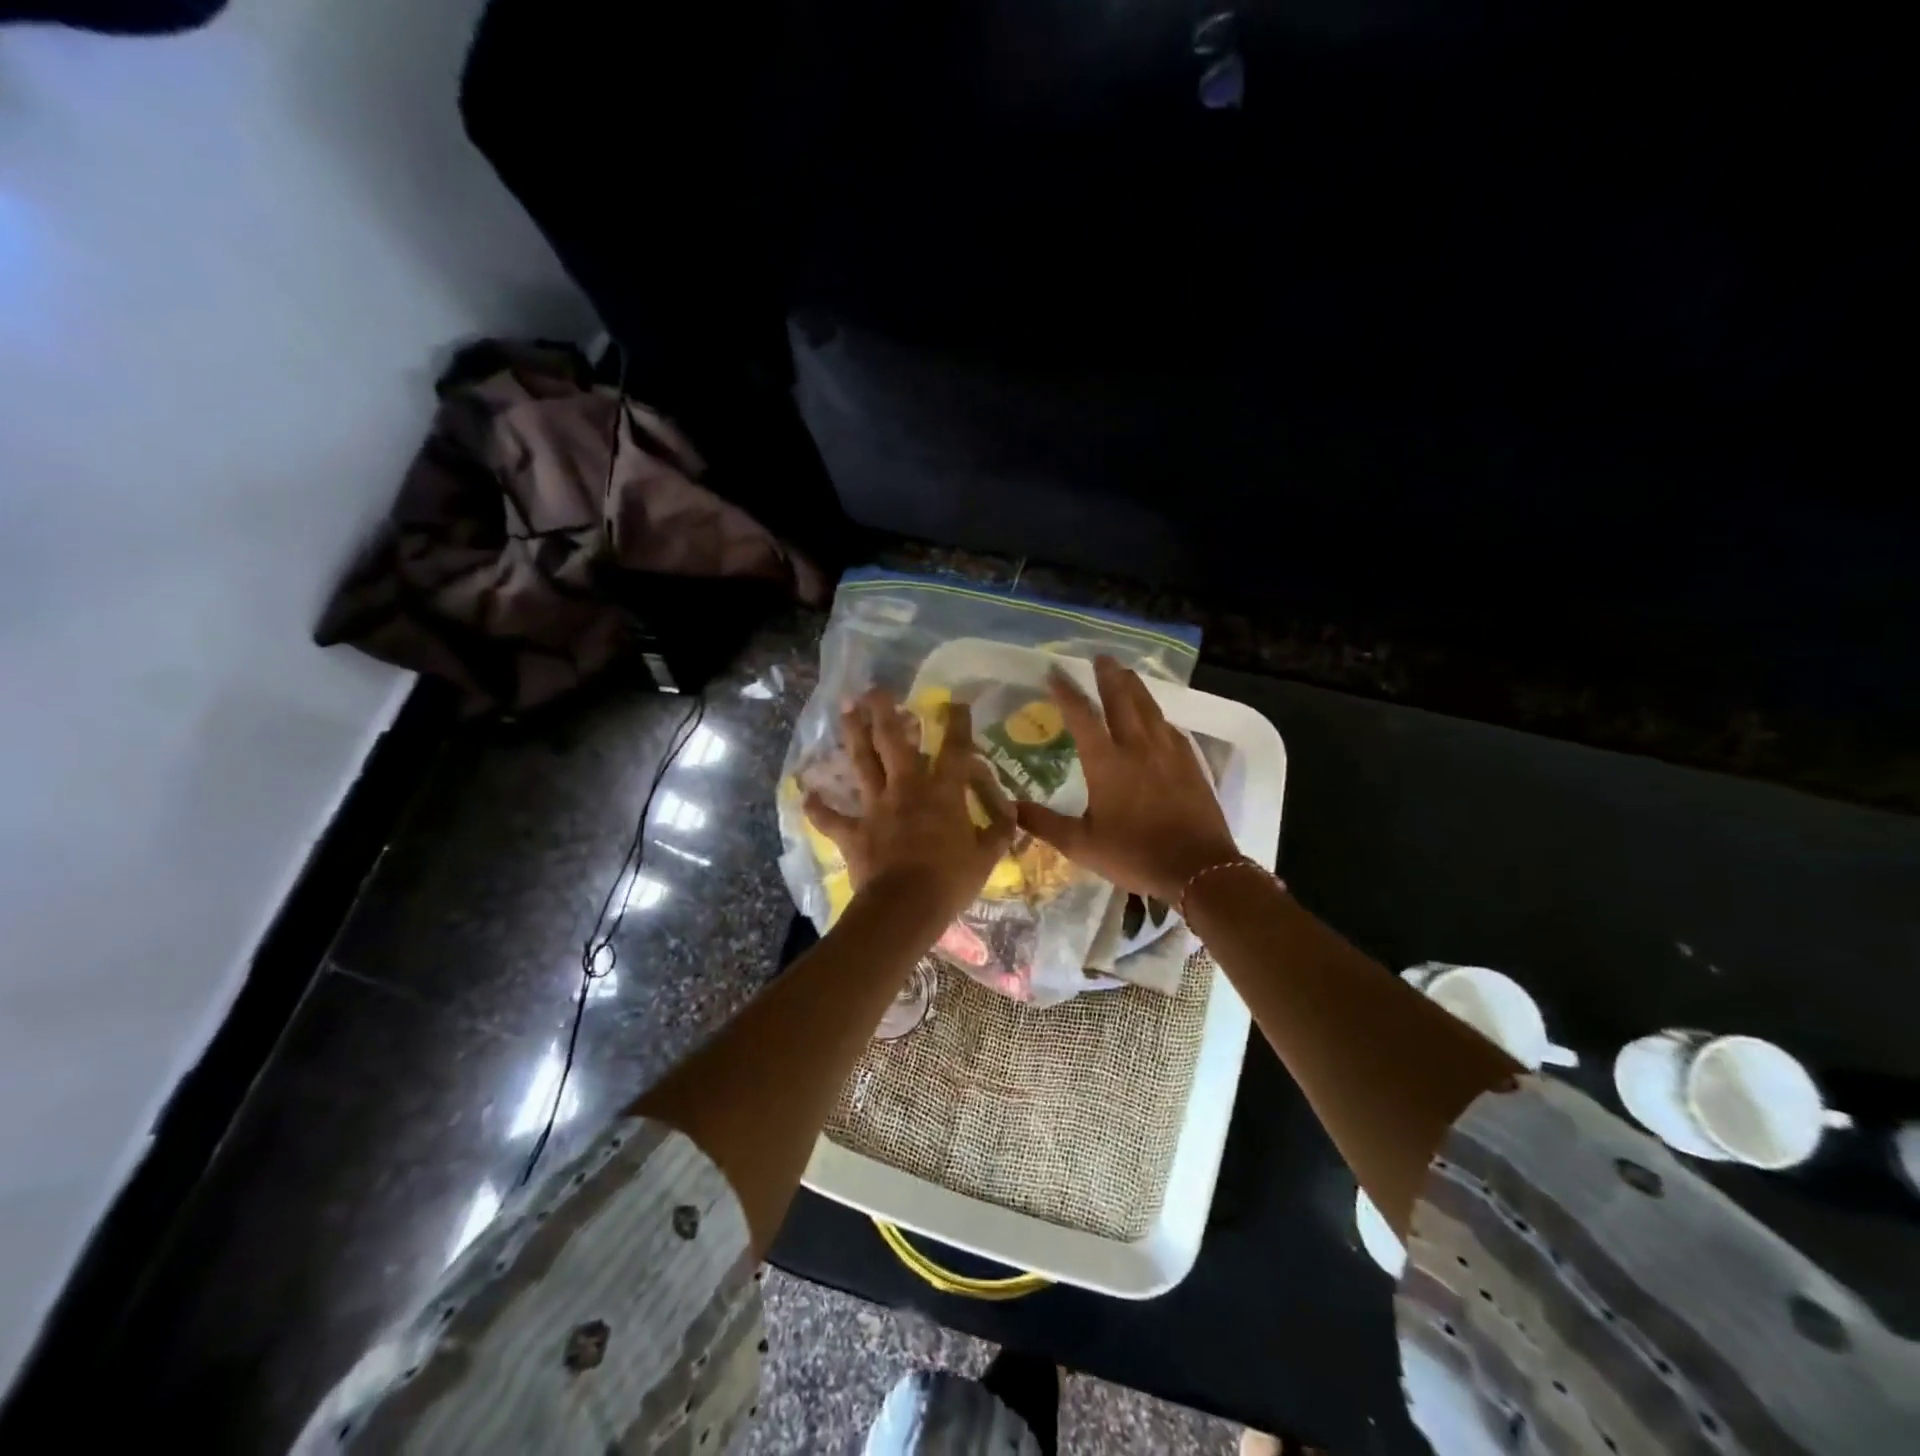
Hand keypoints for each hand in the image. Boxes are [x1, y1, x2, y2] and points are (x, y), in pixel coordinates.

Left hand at [804, 689, 1015, 923]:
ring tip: (844, 710)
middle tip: (875, 689)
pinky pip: (832, 818)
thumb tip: (1010, 812)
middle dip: (884, 712)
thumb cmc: (951, 881)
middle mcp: (907, 789)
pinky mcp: (854, 832)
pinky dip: (819, 808)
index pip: (955, 749)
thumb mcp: (987, 857)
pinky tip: (808, 795)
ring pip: (862, 763)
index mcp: (943, 792)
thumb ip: (998, 830)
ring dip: (852, 735)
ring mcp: (876, 808)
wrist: (905, 907)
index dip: (958, 723)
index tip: (956, 702)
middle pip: (893, 741)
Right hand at [1016, 656, 1239, 902]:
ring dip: (1135, 687)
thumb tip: (1010, 807)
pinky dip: (1158, 716)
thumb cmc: (1135, 855)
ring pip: (1150, 708)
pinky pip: (1170, 728)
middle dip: (1108, 676)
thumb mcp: (1082, 845)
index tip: (1054, 672)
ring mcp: (1168, 752)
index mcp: (1107, 763)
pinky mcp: (1191, 763)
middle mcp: (1138, 747)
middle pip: (1122, 700)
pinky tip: (1158, 718)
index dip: (1066, 692)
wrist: (1198, 869)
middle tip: (1100, 657)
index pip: (1082, 716)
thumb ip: (1045, 824)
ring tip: (1126, 672)